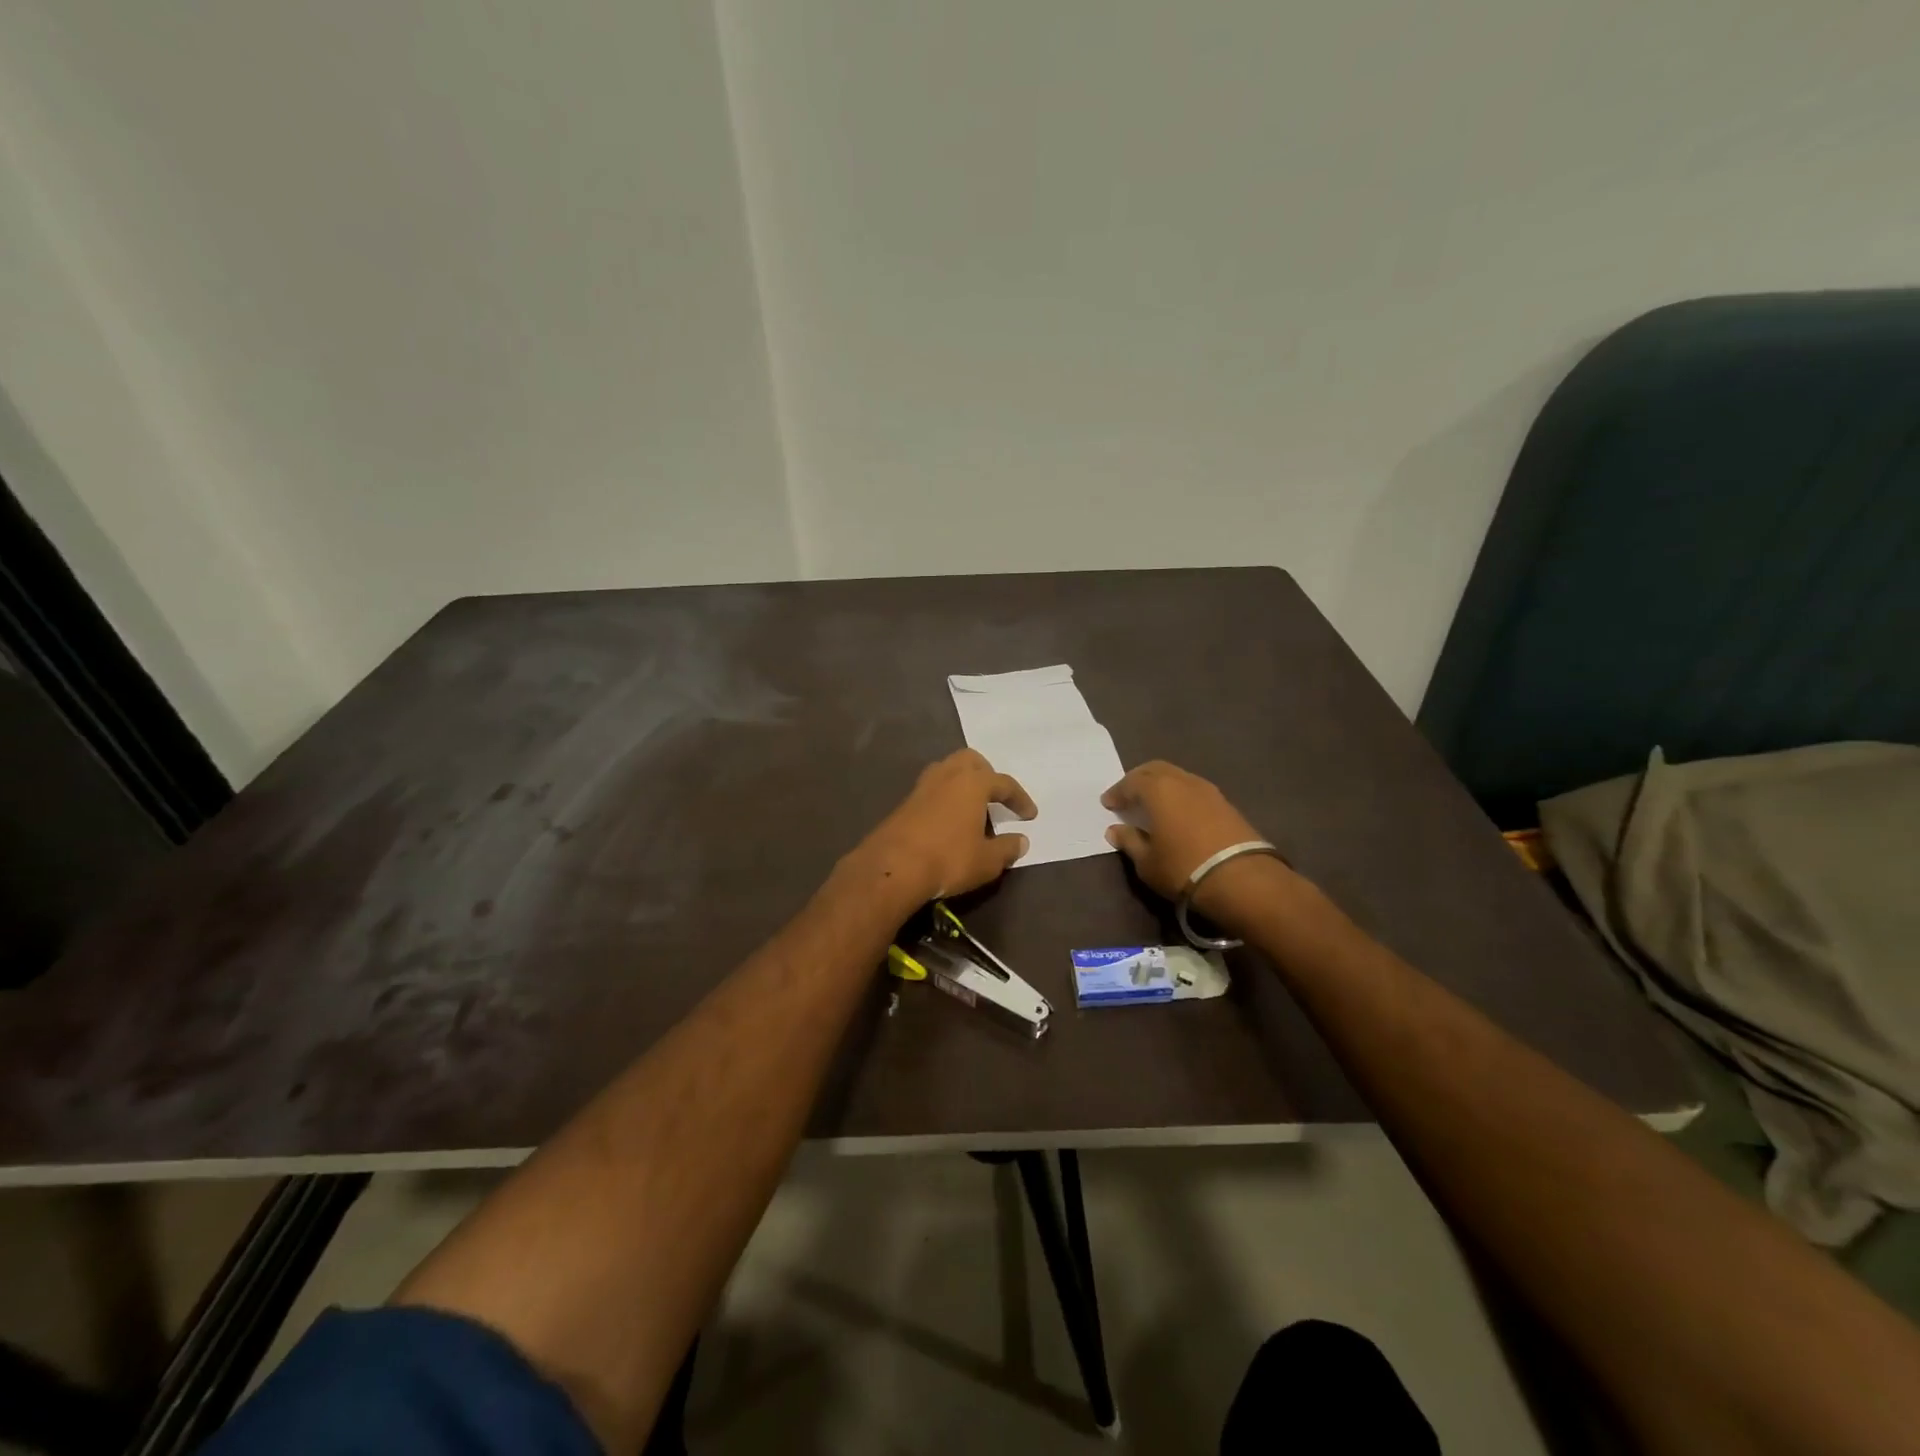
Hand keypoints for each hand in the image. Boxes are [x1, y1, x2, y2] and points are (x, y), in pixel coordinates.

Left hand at [853, 749, 1036, 903]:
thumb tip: (1021, 841)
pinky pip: (933, 788)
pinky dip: (946, 796)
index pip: (1004, 783)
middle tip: (996, 796)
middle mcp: (948, 775)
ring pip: (948, 770)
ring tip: (972, 805)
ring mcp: (922, 786)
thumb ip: (1007, 848)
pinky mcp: (905, 802)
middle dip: (987, 774)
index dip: (1020, 799)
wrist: (893, 867)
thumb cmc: (949, 859)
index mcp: (973, 782)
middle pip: (971, 761)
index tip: (1029, 815)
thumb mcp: (987, 861)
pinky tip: (949, 818)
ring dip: (963, 782)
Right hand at [1102, 761, 1286, 923]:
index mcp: (1158, 789)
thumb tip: (1115, 830)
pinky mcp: (1226, 804)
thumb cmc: (1183, 867)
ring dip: (1162, 785)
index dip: (1117, 792)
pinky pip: (1194, 790)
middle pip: (1155, 769)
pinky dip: (1180, 795)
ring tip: (1153, 803)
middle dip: (1138, 779)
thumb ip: (1129, 841)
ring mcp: (1208, 790)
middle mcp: (1182, 781)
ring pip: (1178, 777)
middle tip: (1128, 794)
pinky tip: (1178, 812)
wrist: (1242, 878)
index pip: (1130, 783)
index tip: (1108, 803)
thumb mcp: (1147, 862)